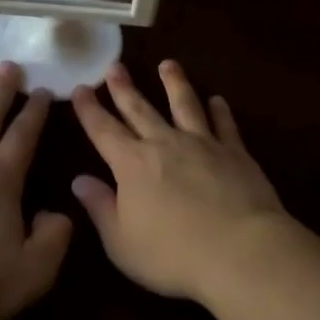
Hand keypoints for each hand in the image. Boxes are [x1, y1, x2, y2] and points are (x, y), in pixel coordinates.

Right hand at [70, 60, 287, 304]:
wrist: (240, 250)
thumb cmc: (172, 254)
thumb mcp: (121, 242)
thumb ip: (101, 208)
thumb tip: (79, 181)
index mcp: (132, 164)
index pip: (103, 130)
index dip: (89, 109)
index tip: (81, 88)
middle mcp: (165, 144)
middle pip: (140, 109)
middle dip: (125, 88)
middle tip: (116, 66)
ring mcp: (203, 144)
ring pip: (185, 105)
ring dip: (175, 84)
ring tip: (169, 65)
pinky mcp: (236, 153)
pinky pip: (225, 124)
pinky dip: (220, 111)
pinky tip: (217, 100)